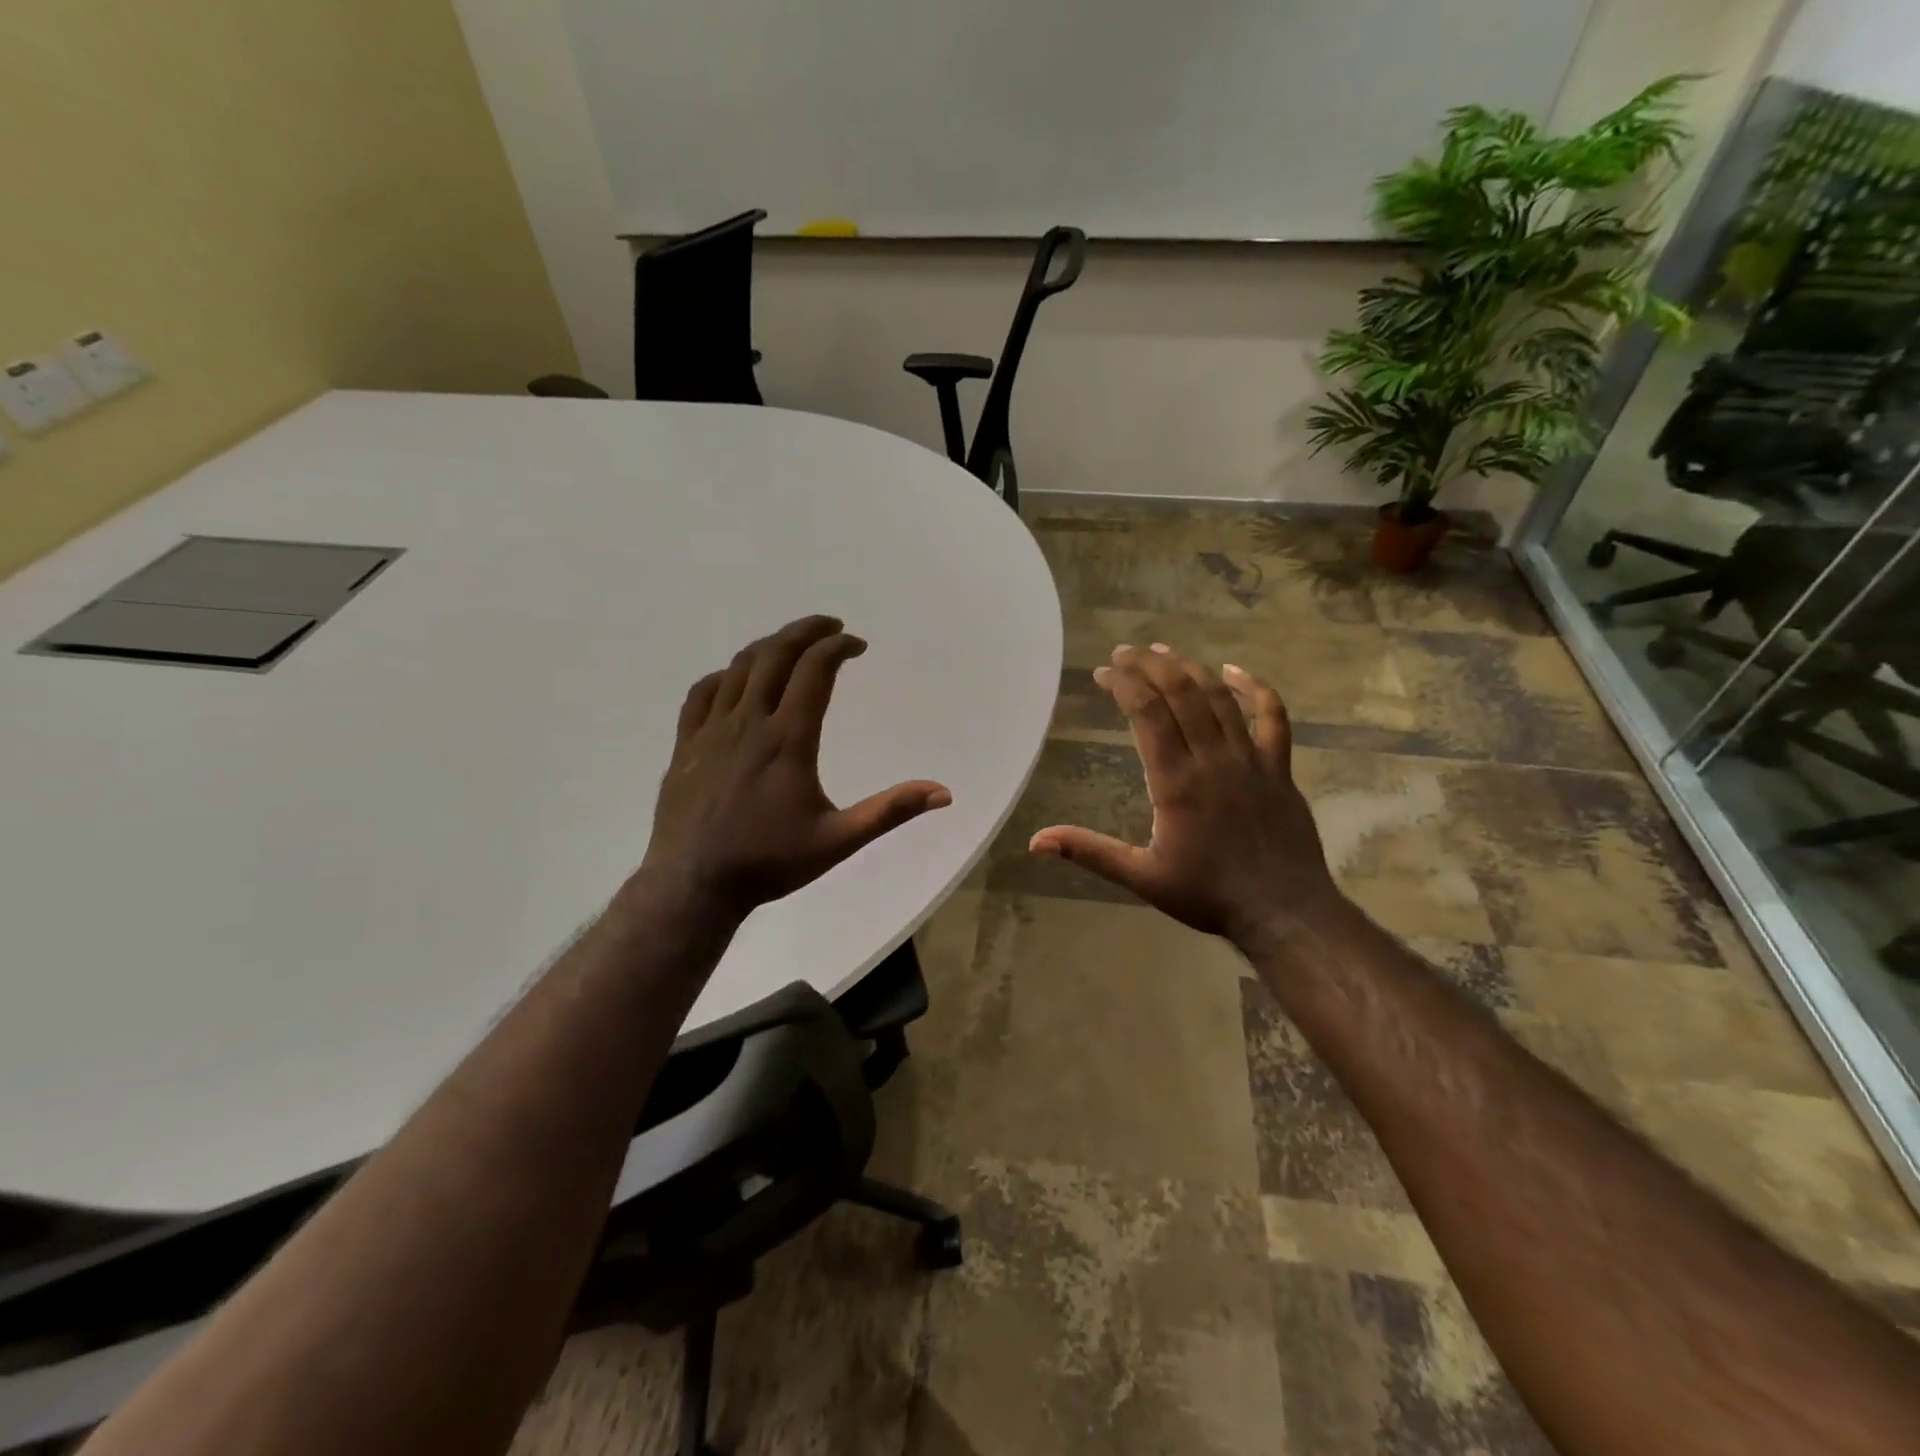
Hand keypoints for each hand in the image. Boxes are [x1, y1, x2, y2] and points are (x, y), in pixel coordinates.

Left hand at [638, 615, 950, 920]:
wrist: (694, 883)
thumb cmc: (770, 861)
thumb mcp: (839, 840)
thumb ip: (890, 811)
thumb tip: (943, 793)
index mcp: (788, 739)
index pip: (815, 670)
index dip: (838, 647)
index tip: (858, 645)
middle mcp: (749, 721)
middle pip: (776, 654)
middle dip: (806, 630)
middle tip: (830, 626)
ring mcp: (712, 730)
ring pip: (739, 667)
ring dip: (770, 646)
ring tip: (792, 645)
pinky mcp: (686, 744)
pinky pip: (703, 692)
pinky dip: (727, 674)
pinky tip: (737, 680)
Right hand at [1029, 644, 1342, 950]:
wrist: (1285, 911)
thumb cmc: (1208, 895)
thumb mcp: (1142, 877)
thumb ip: (1090, 852)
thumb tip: (1036, 842)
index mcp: (1176, 782)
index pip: (1147, 714)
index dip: (1124, 685)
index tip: (1103, 673)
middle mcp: (1213, 759)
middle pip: (1181, 694)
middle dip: (1150, 666)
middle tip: (1124, 653)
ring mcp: (1251, 759)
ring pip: (1219, 698)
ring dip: (1189, 669)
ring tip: (1163, 651)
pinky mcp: (1279, 768)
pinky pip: (1272, 717)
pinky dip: (1255, 688)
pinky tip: (1234, 671)